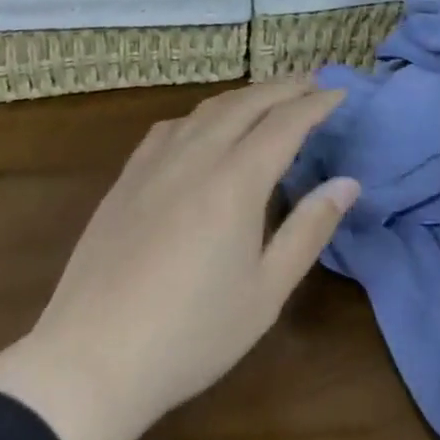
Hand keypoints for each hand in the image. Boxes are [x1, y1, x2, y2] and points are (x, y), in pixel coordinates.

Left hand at [0, 79, 357, 439]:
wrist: (92, 359)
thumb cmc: (191, 334)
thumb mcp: (266, 292)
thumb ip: (308, 230)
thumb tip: (347, 183)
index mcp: (235, 181)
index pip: (285, 124)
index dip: (316, 103)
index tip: (340, 91)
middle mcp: (195, 156)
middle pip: (246, 104)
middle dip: (283, 88)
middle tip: (312, 81)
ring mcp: (154, 163)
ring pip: (206, 109)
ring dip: (244, 96)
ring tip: (266, 97)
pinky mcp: (126, 178)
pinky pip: (171, 127)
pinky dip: (201, 114)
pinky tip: (202, 127)